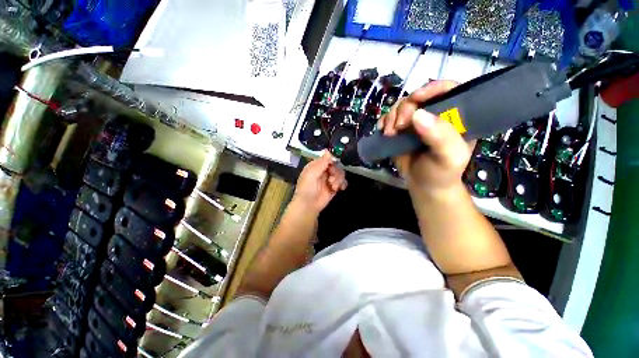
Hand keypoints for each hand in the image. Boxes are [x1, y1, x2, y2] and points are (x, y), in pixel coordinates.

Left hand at [293, 150, 346, 214]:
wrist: (309, 205)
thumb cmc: (307, 188)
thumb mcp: (311, 174)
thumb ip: (321, 163)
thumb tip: (328, 151)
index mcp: (316, 165)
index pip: (328, 158)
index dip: (332, 161)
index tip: (333, 167)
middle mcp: (323, 170)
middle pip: (336, 165)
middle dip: (336, 173)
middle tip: (331, 180)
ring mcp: (329, 179)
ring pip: (340, 173)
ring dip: (338, 180)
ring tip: (333, 187)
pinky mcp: (334, 187)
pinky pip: (343, 181)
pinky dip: (343, 184)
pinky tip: (339, 189)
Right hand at [378, 81, 474, 196]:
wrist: (424, 186)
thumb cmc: (441, 173)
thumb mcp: (449, 157)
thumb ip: (441, 137)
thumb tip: (418, 114)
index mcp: (454, 116)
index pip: (447, 90)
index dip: (432, 88)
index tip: (416, 98)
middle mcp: (434, 115)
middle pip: (417, 97)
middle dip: (405, 109)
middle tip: (399, 126)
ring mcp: (415, 123)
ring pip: (400, 106)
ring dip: (391, 117)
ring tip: (390, 134)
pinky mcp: (400, 131)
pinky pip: (389, 118)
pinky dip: (383, 122)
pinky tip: (383, 132)